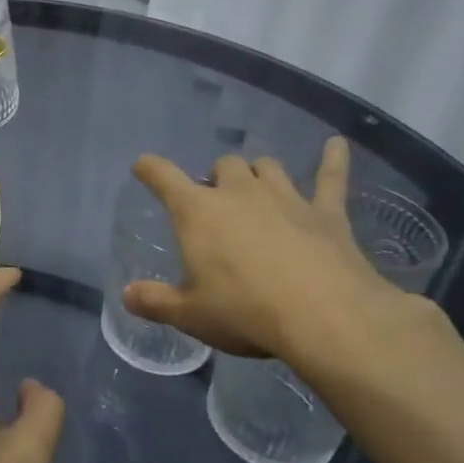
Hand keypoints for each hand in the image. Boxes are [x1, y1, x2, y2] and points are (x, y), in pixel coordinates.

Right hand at [124, 137, 409, 365]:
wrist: (326, 318)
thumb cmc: (246, 312)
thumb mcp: (190, 314)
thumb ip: (155, 301)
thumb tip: (127, 295)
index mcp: (197, 212)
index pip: (163, 176)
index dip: (149, 168)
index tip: (142, 167)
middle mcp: (239, 192)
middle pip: (223, 166)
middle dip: (216, 177)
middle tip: (215, 201)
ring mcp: (285, 198)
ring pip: (267, 167)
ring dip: (258, 173)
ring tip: (257, 187)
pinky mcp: (326, 213)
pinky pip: (331, 177)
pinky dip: (333, 159)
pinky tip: (336, 144)